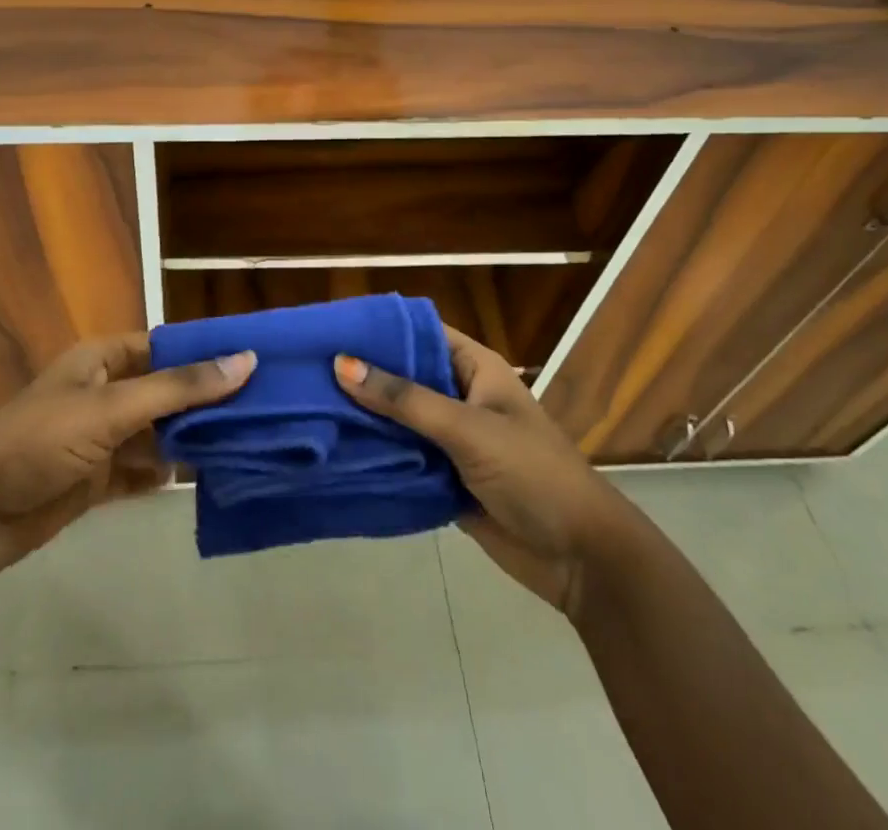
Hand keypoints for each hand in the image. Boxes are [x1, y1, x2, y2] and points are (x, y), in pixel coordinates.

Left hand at [0, 333, 254, 584]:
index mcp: (102, 360)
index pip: (165, 346)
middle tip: (262, 408)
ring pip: (156, 433)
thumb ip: (179, 388)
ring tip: (245, 443)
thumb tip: (245, 361)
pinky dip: (166, 474)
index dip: (204, 351)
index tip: (254, 361)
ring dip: (190, 439)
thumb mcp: (112, 407)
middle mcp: (103, 393)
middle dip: (204, 400)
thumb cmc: (39, 440)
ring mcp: (98, 439)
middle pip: (164, 391)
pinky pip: (140, 471)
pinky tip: (202, 478)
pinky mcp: (93, 480)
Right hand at [335, 328, 620, 617]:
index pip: (420, 333)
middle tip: (307, 371)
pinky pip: (404, 459)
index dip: (380, 329)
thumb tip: (341, 363)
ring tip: (309, 408)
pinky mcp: (445, 478)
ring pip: (400, 420)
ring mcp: (452, 440)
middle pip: (405, 377)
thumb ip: (405, 399)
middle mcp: (461, 396)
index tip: (331, 328)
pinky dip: (377, 456)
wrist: (580, 559)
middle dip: (363, 376)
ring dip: (365, 418)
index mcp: (475, 369)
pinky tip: (335, 451)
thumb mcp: (468, 428)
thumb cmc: (532, 473)